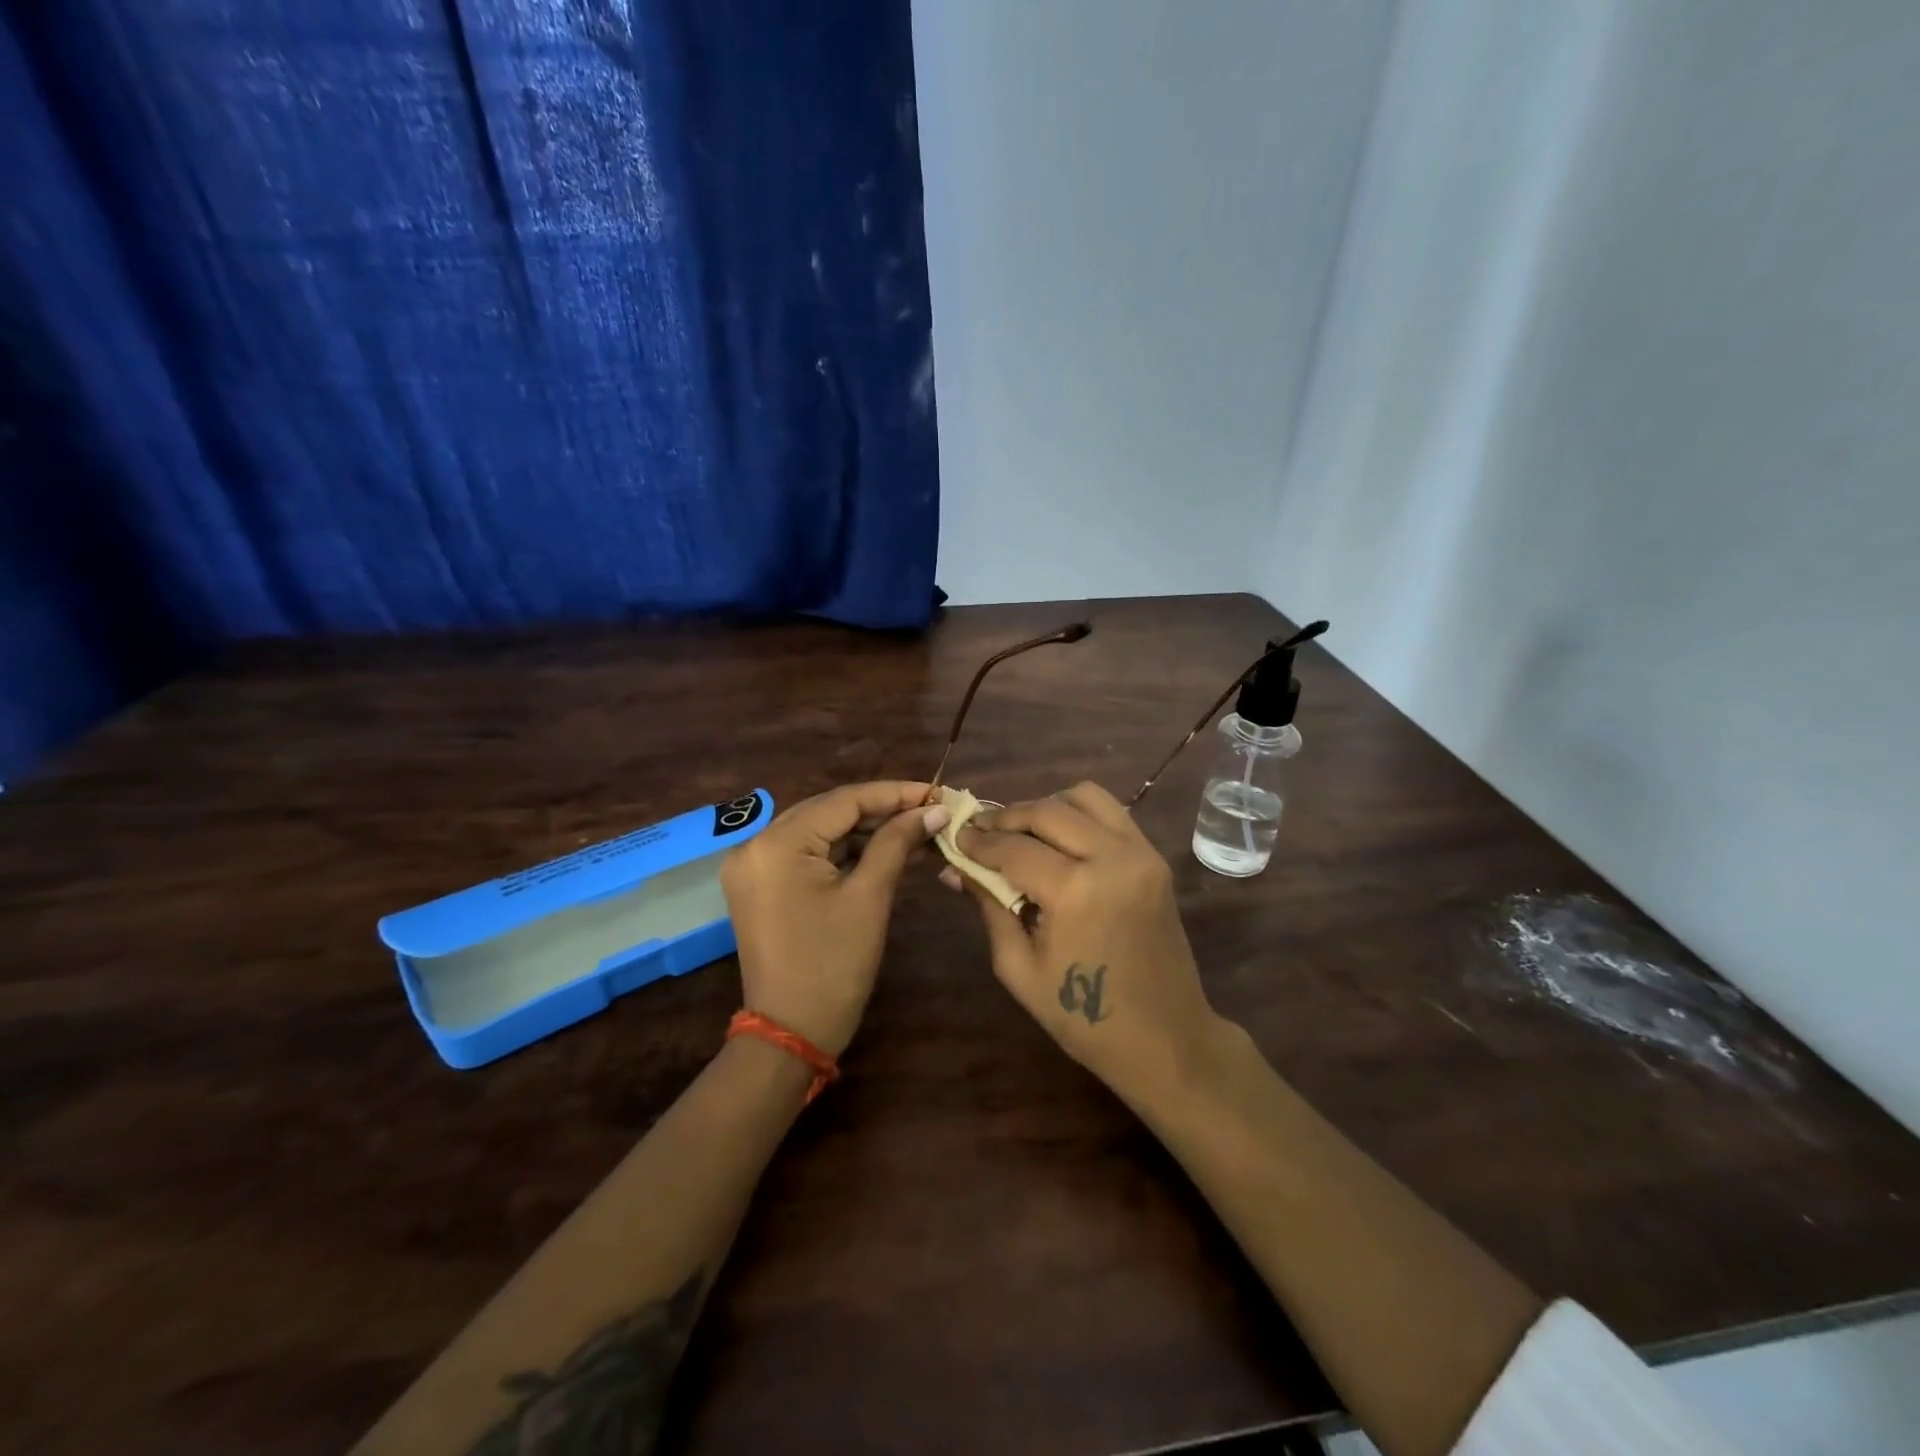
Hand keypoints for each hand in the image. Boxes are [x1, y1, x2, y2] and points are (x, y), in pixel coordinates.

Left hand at [721, 781, 949, 1054]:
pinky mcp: (759, 885)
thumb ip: (897, 842)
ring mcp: (752, 865)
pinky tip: (880, 848)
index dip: (893, 793)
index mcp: (776, 844)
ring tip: (913, 826)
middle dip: (880, 808)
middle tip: (928, 808)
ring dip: (862, 829)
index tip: (935, 791)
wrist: (791, 1033)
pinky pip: (805, 853)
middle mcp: (754, 844)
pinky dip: (841, 850)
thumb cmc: (834, 966)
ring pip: (817, 830)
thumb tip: (934, 810)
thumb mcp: (869, 897)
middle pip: (827, 810)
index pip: (843, 801)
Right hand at [946, 782, 1224, 1102]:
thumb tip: (954, 869)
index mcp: (1076, 891)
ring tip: (1020, 831)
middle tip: (979, 831)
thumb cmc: (1084, 1018)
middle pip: (1047, 811)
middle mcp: (1111, 858)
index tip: (954, 837)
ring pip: (1084, 797)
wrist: (1166, 1039)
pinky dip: (1078, 815)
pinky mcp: (1155, 858)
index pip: (1013, 848)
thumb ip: (989, 907)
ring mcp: (1140, 853)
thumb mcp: (1020, 968)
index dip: (978, 841)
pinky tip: (1057, 840)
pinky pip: (1111, 813)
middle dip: (1005, 817)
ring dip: (1045, 807)